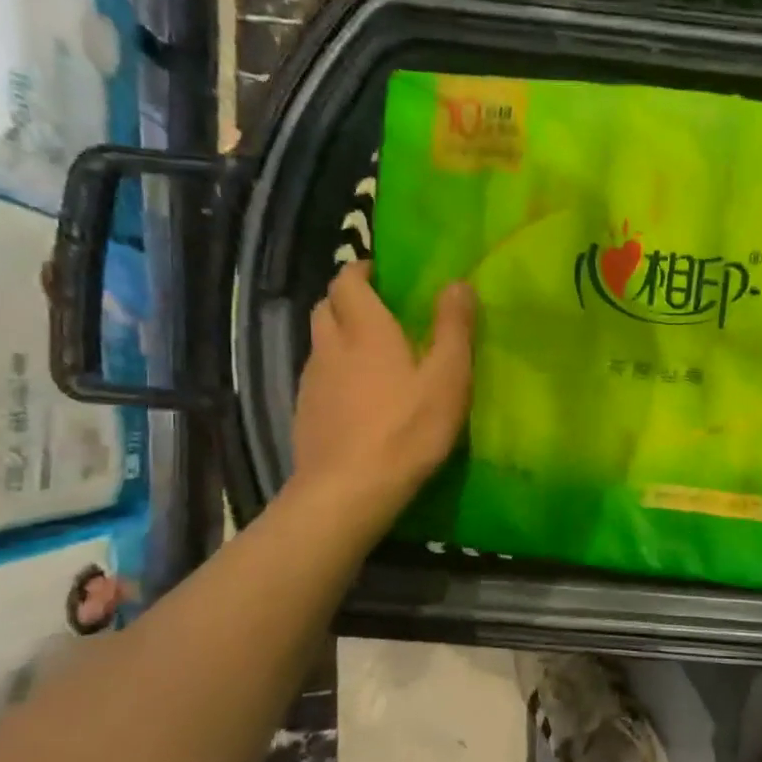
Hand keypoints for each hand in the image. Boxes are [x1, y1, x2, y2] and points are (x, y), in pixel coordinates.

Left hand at [290, 261, 475, 525]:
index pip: (347, 281)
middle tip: (378, 310)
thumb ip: (453, 328)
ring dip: (339, 335)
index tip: (381, 274)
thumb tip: (457, 283)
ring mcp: (311, 381)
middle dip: (347, 299)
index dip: (360, 271)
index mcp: (365, 330)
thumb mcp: (448, 378)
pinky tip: (355, 396)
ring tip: (370, 353)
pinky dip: (333, 371)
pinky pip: (317, 376)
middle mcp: (330, 346)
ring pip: (319, 342)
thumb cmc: (407, 429)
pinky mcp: (304, 412)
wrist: (349, 490)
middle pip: (325, 307)